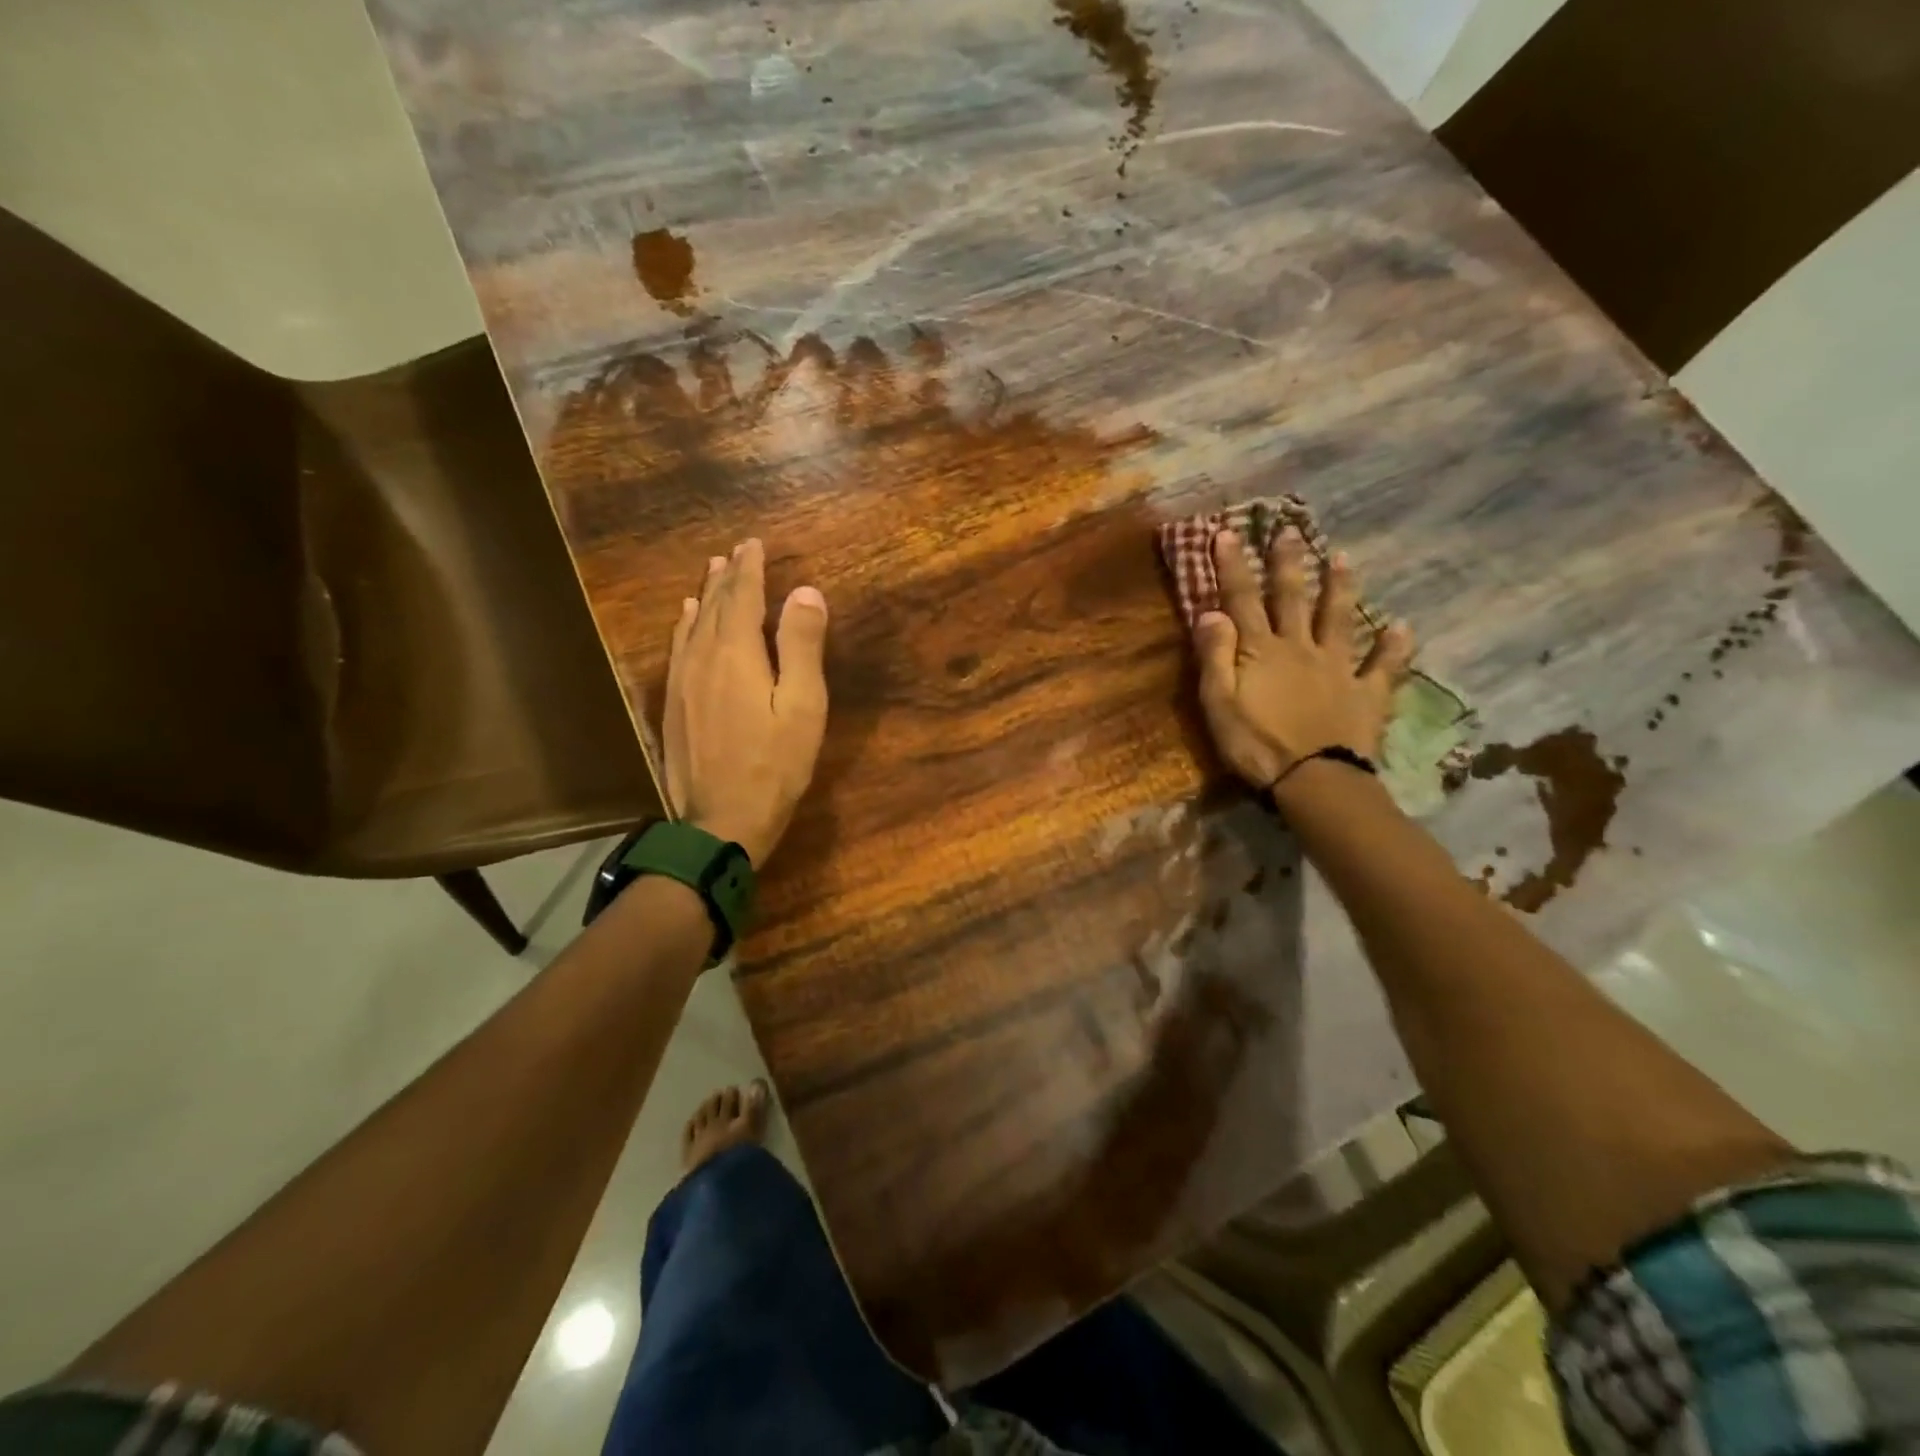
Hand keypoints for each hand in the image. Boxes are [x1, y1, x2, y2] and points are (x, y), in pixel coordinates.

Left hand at [663, 539, 828, 864]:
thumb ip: (802, 647)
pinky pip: (677, 650)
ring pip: (692, 626)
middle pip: (715, 607)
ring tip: (711, 575)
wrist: (720, 821)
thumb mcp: (803, 707)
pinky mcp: (672, 705)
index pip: (743, 598)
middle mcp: (702, 658)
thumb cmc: (774, 765)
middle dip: (728, 577)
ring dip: (705, 597)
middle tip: (735, 552)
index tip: (754, 543)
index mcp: (737, 654)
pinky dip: (684, 627)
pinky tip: (685, 622)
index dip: (750, 569)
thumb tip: (804, 591)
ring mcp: (682, 682)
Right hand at [1193, 527, 1413, 791]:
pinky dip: (1394, 646)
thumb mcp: (1219, 703)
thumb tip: (1210, 611)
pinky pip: (1383, 665)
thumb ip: (1215, 656)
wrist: (1314, 779)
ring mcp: (1338, 667)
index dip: (1233, 565)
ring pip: (1338, 618)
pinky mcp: (1366, 693)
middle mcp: (1300, 647)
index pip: (1242, 598)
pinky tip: (1402, 626)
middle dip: (1287, 562)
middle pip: (1292, 597)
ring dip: (1340, 587)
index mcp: (1261, 650)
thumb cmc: (1256, 744)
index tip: (1227, 532)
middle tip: (1288, 530)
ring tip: (1344, 558)